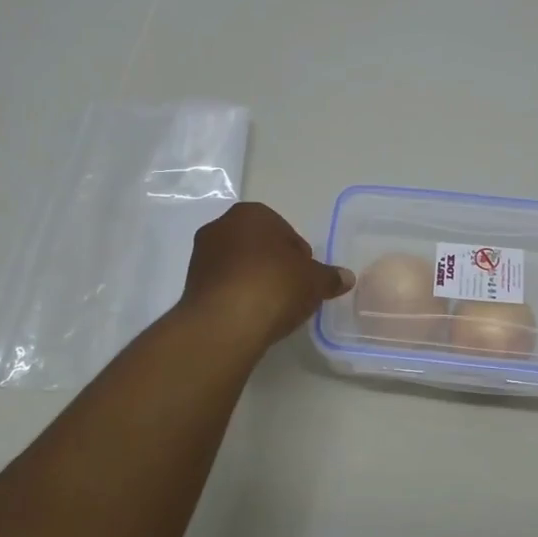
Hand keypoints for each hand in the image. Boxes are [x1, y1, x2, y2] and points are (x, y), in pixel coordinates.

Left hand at [179, 202, 353, 350]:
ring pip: (239, 266)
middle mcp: (221, 226)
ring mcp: (201, 256)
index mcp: (252, 213)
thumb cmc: (274, 286)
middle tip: (291, 292)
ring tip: (271, 308)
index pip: (285, 232)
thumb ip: (330, 277)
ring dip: (254, 282)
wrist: (224, 323)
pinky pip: (224, 286)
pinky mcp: (190, 285)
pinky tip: (250, 316)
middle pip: (259, 247)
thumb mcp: (314, 281)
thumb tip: (346, 278)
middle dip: (274, 266)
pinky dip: (238, 297)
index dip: (300, 257)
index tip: (306, 279)